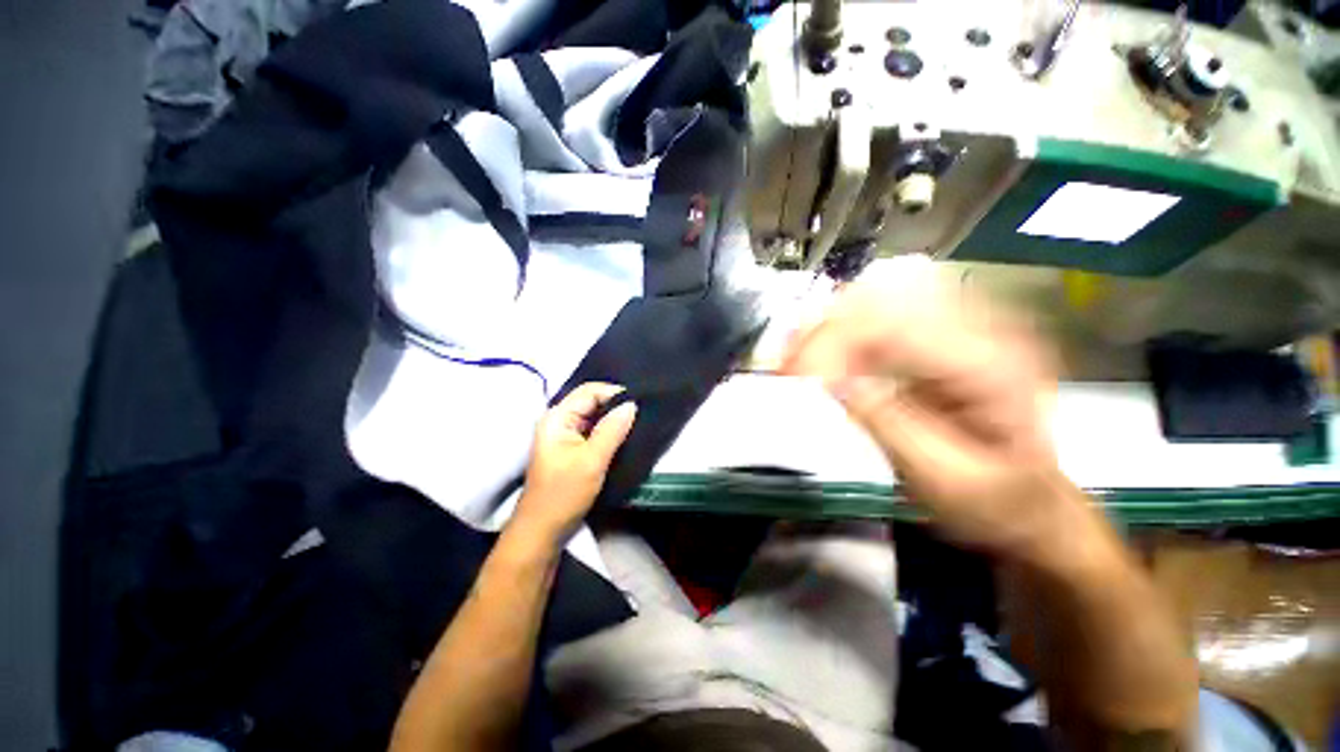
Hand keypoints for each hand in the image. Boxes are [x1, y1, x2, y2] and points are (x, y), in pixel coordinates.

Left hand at [514, 383, 637, 544]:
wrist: (542, 531)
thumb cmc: (564, 494)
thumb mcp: (592, 460)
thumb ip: (612, 430)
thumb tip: (631, 404)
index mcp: (557, 417)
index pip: (590, 391)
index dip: (615, 393)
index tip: (640, 403)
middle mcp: (559, 420)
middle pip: (591, 401)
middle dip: (615, 405)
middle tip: (642, 412)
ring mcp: (564, 434)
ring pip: (594, 416)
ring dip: (613, 419)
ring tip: (637, 422)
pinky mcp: (571, 447)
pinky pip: (593, 430)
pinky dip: (608, 430)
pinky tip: (624, 435)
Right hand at [781, 256, 1080, 559]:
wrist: (1033, 503)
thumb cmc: (997, 504)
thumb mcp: (945, 480)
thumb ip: (888, 425)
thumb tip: (829, 380)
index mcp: (990, 364)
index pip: (892, 326)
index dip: (832, 345)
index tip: (794, 379)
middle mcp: (978, 327)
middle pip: (878, 298)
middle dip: (820, 329)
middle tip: (785, 367)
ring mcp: (958, 325)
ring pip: (872, 299)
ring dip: (824, 327)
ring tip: (794, 362)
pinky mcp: (938, 336)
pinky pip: (876, 316)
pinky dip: (837, 332)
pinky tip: (817, 356)